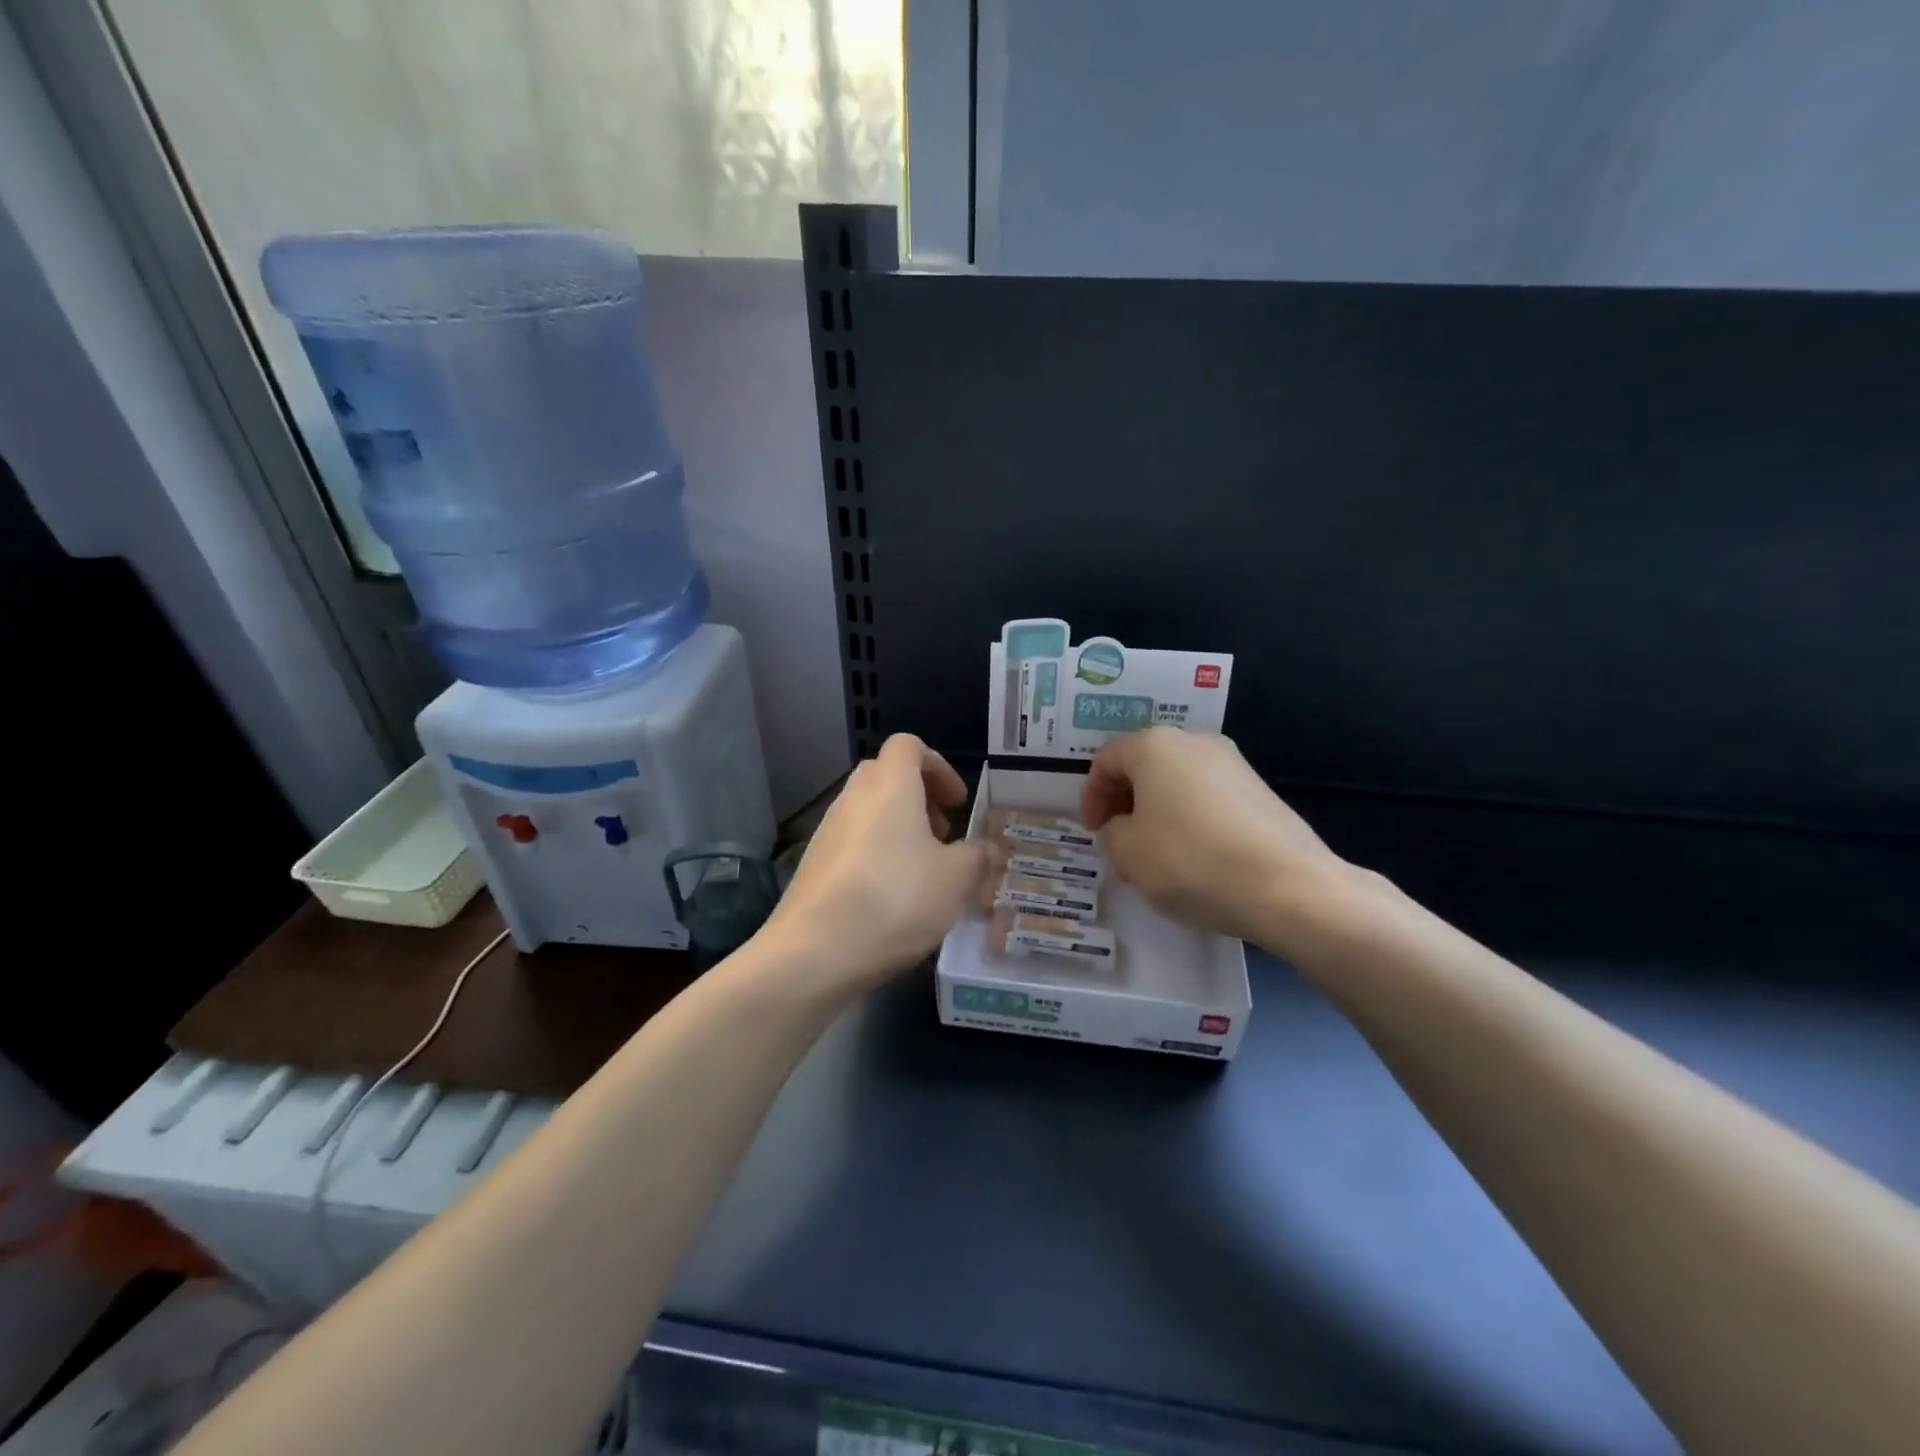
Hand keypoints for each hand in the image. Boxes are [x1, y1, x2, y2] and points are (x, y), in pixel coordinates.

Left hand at [762, 735, 994, 993]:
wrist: (813, 952)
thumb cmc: (895, 900)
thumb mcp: (955, 880)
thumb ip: (979, 858)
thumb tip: (991, 849)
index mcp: (889, 786)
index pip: (908, 745)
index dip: (938, 766)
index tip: (957, 803)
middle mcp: (853, 798)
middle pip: (886, 775)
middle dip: (919, 797)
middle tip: (943, 834)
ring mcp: (827, 831)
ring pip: (868, 811)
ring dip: (898, 828)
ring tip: (922, 871)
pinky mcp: (813, 865)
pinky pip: (852, 842)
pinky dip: (876, 854)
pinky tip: (892, 897)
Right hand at [1081, 728, 1358, 945]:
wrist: (1286, 886)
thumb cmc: (1190, 861)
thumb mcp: (1128, 853)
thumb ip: (1113, 833)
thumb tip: (1126, 827)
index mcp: (1154, 746)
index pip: (1106, 760)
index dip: (1091, 796)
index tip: (1093, 830)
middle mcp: (1194, 742)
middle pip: (1144, 764)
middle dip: (1124, 800)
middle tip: (1117, 837)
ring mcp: (1233, 763)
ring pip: (1177, 780)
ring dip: (1157, 809)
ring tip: (1154, 850)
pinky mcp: (1259, 789)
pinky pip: (1207, 796)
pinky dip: (1189, 817)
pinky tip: (1193, 854)